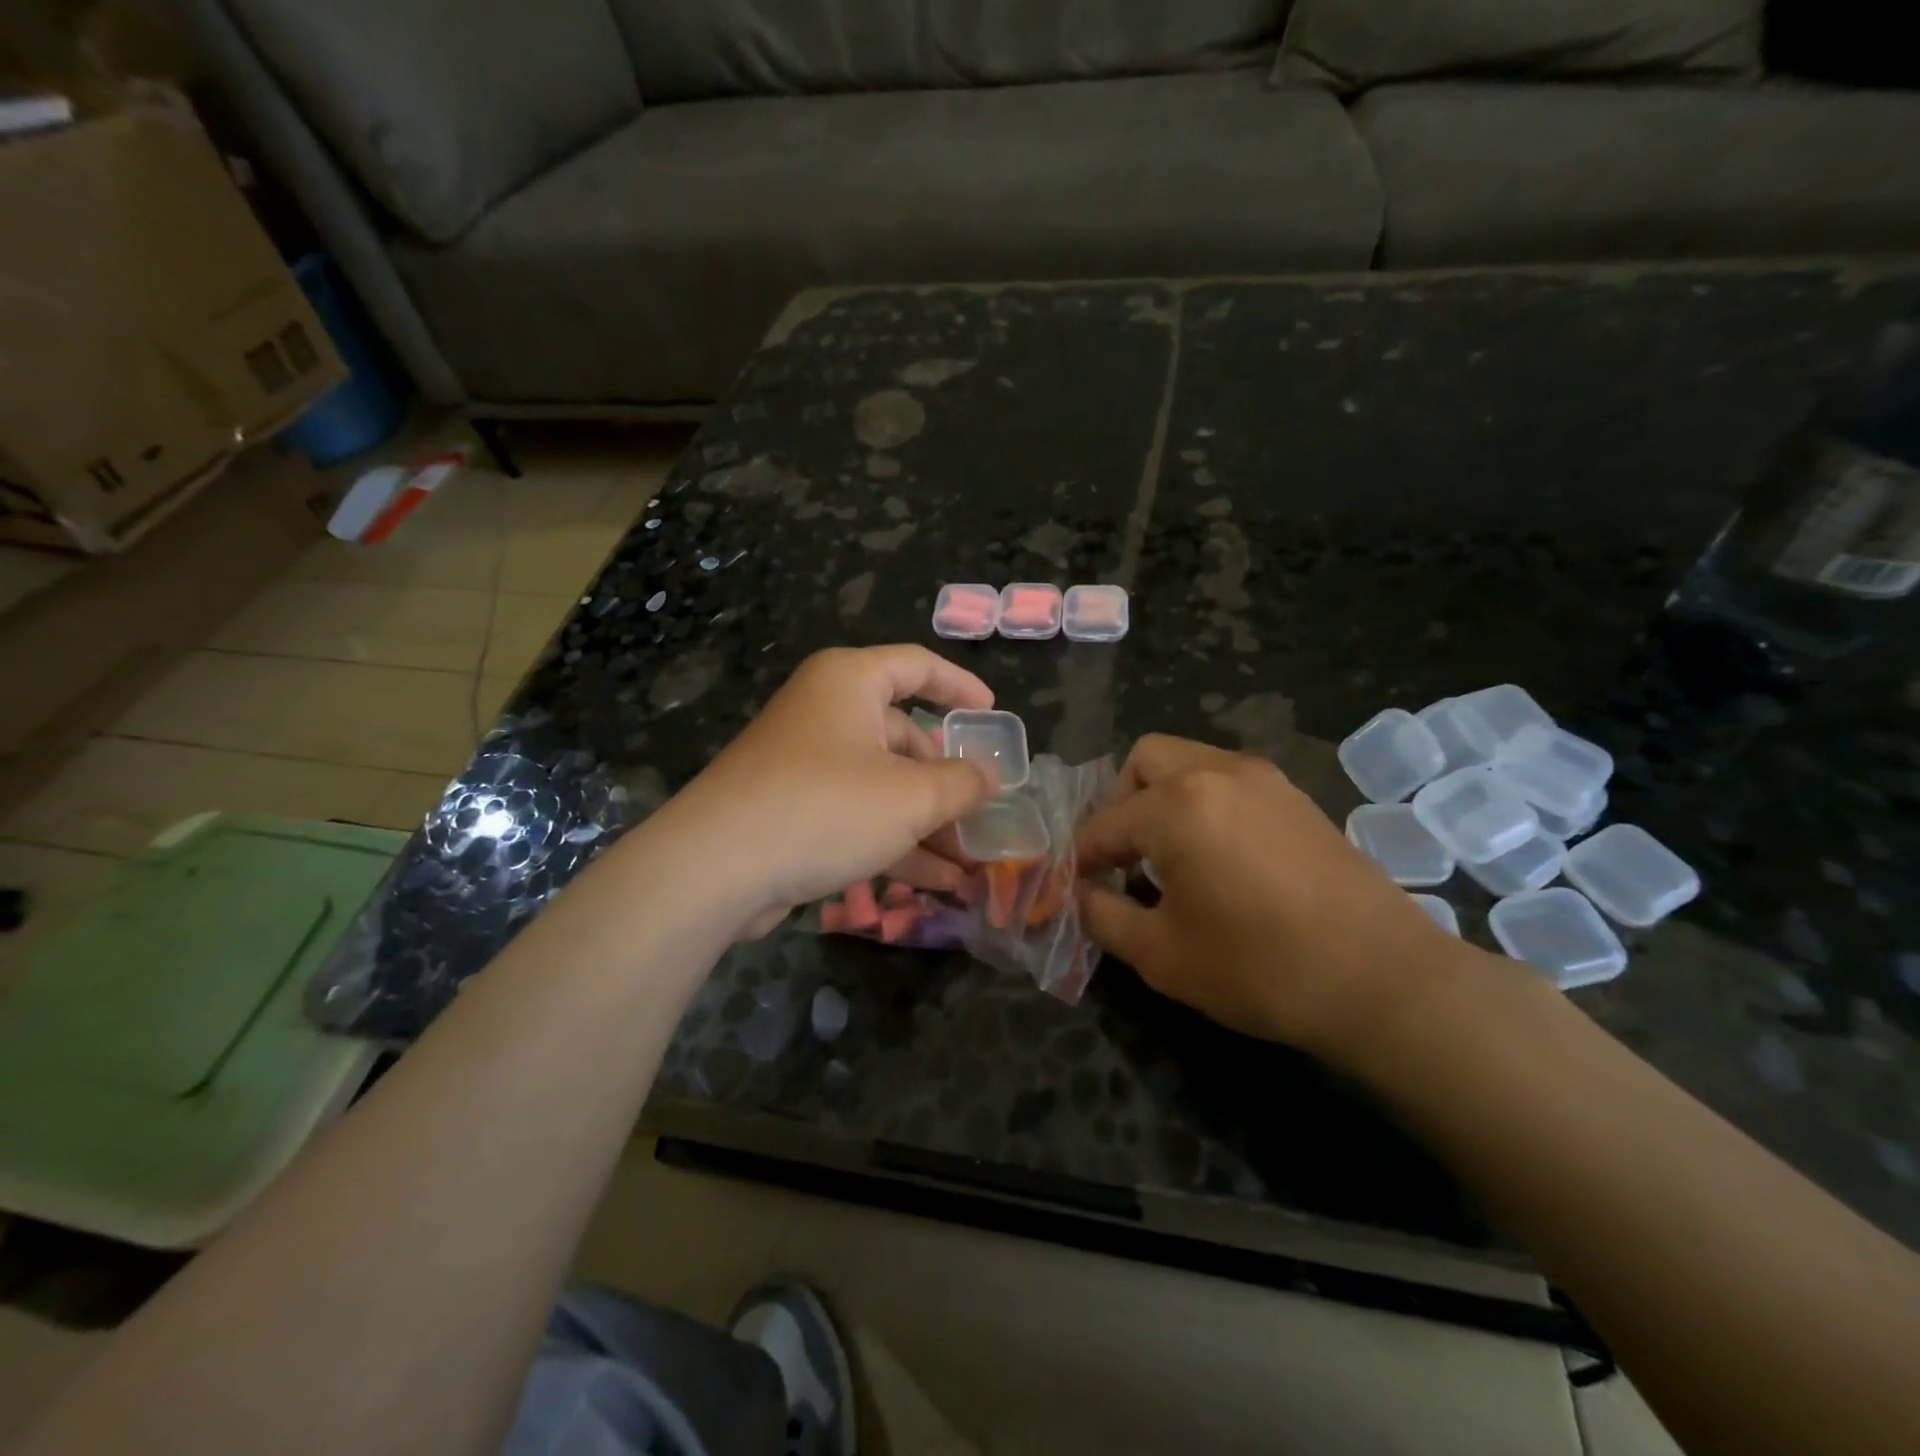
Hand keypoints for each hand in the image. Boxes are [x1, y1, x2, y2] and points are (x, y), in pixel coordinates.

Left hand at [661, 646, 997, 935]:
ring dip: (926, 822)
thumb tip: (989, 777)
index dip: (959, 686)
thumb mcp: (911, 796)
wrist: (716, 868)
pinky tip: (934, 882)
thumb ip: (961, 783)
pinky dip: (893, 841)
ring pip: (882, 784)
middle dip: (945, 780)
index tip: (991, 713)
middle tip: (981, 812)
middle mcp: (825, 713)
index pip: (917, 666)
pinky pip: (856, 815)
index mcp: (849, 682)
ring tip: (968, 863)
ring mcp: (805, 763)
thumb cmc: (825, 807)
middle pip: (902, 736)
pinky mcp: (792, 809)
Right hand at [1074, 735, 1471, 1062]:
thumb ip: (1104, 916)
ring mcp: (1264, 779)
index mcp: (1177, 805)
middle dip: (1120, 802)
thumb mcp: (1162, 954)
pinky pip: (1228, 781)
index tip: (1074, 889)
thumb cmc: (1260, 967)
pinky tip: (1217, 859)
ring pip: (1190, 762)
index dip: (1082, 858)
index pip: (1105, 823)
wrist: (1385, 980)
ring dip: (1163, 799)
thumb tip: (1082, 894)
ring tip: (1168, 858)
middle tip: (1123, 856)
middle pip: (1145, 760)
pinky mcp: (1297, 798)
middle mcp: (1218, 772)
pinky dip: (1204, 804)